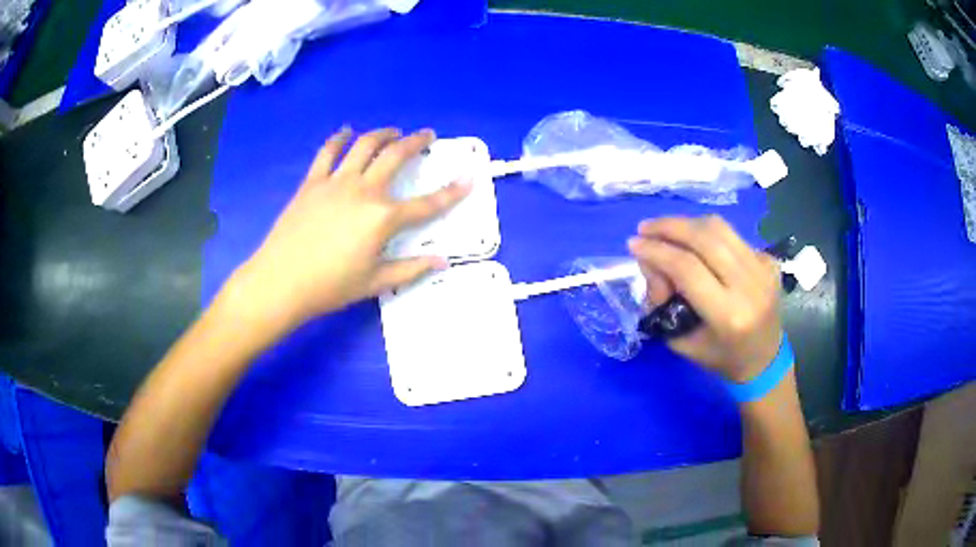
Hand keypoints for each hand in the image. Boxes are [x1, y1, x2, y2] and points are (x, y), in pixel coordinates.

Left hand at [227, 127, 470, 330]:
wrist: (281, 282)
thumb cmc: (329, 287)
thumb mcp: (374, 283)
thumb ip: (410, 269)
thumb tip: (442, 263)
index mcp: (382, 218)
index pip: (426, 203)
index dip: (451, 192)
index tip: (469, 178)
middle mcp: (364, 191)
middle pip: (395, 157)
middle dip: (415, 142)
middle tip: (426, 135)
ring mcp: (336, 182)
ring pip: (364, 146)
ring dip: (382, 134)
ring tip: (393, 131)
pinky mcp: (312, 182)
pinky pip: (328, 152)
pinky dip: (339, 138)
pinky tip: (346, 132)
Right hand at [627, 216, 782, 382]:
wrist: (765, 359)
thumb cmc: (720, 358)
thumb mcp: (681, 341)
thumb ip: (662, 300)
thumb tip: (650, 259)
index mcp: (728, 315)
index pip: (687, 268)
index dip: (657, 251)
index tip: (633, 244)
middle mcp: (750, 286)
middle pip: (705, 239)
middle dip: (669, 227)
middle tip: (645, 228)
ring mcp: (763, 269)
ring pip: (720, 228)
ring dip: (687, 224)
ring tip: (665, 228)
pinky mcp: (770, 260)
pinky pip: (732, 236)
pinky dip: (708, 235)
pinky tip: (696, 245)